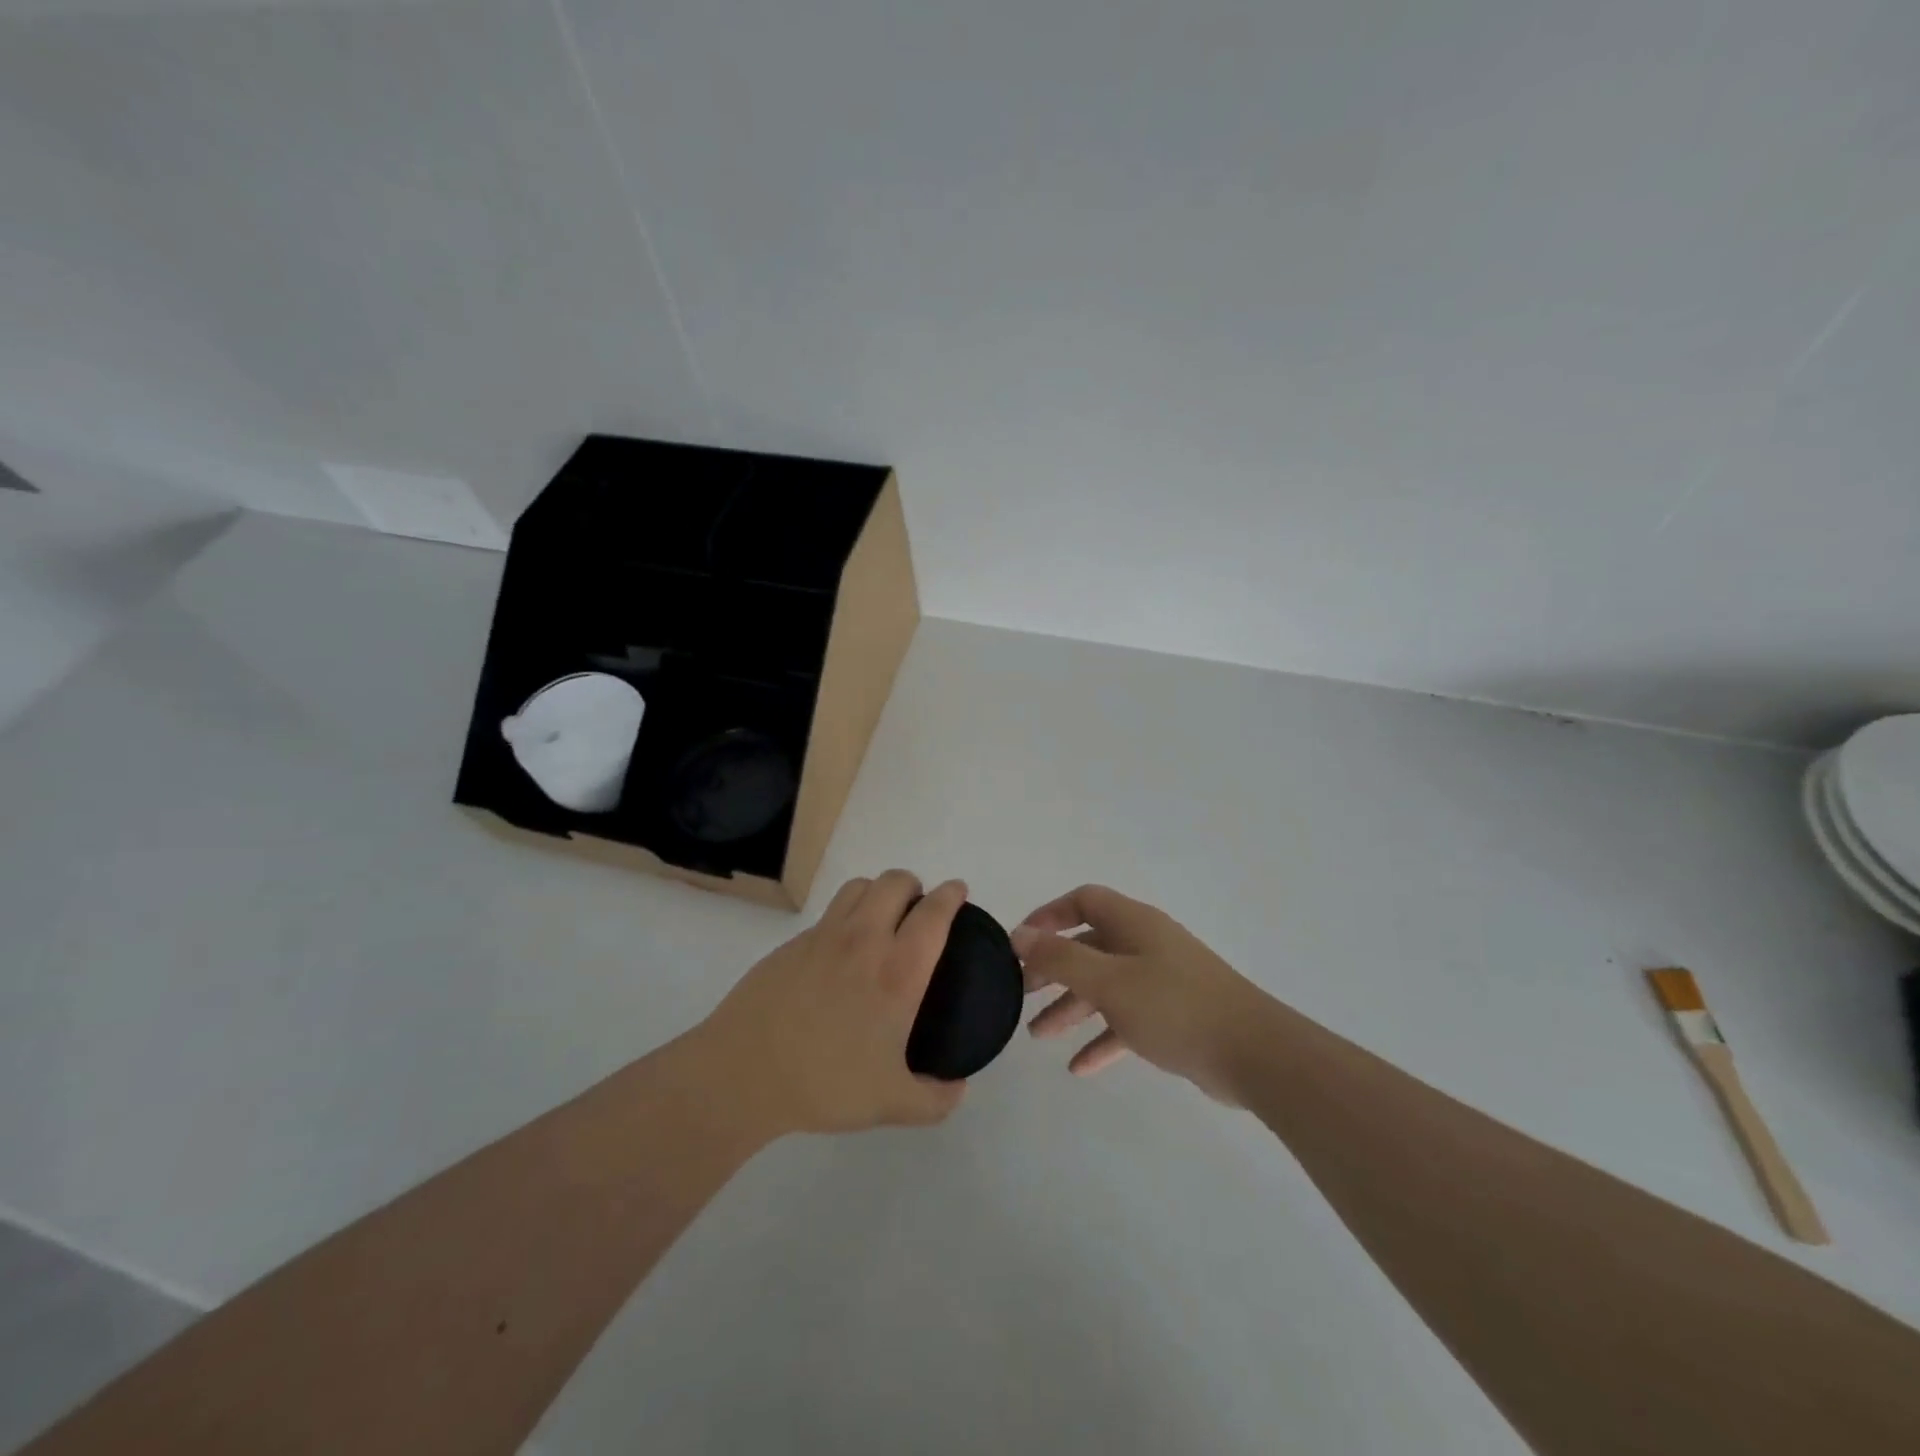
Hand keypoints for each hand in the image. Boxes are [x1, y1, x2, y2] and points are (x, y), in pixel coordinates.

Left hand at [701, 870, 968, 1134]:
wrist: (744, 1073)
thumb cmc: (825, 1083)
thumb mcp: (891, 1104)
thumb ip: (935, 1100)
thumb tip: (959, 1088)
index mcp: (897, 971)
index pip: (933, 913)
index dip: (951, 895)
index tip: (958, 892)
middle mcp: (864, 940)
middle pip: (895, 882)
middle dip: (915, 885)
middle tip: (919, 910)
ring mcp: (824, 936)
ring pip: (859, 886)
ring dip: (878, 891)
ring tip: (882, 917)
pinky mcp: (792, 943)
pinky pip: (829, 912)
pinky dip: (846, 915)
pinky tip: (841, 952)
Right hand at [1012, 885, 1265, 1103]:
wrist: (1255, 1054)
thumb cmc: (1175, 1007)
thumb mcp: (1109, 981)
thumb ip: (1061, 959)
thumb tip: (1019, 935)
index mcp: (1134, 924)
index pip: (1084, 901)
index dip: (1049, 915)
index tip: (1021, 943)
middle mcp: (1146, 945)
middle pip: (1089, 946)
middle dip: (1053, 968)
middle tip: (1022, 992)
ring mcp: (1162, 981)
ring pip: (1105, 986)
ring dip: (1072, 1007)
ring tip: (1038, 1035)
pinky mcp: (1174, 1017)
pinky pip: (1127, 1020)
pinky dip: (1102, 1038)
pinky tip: (1079, 1067)